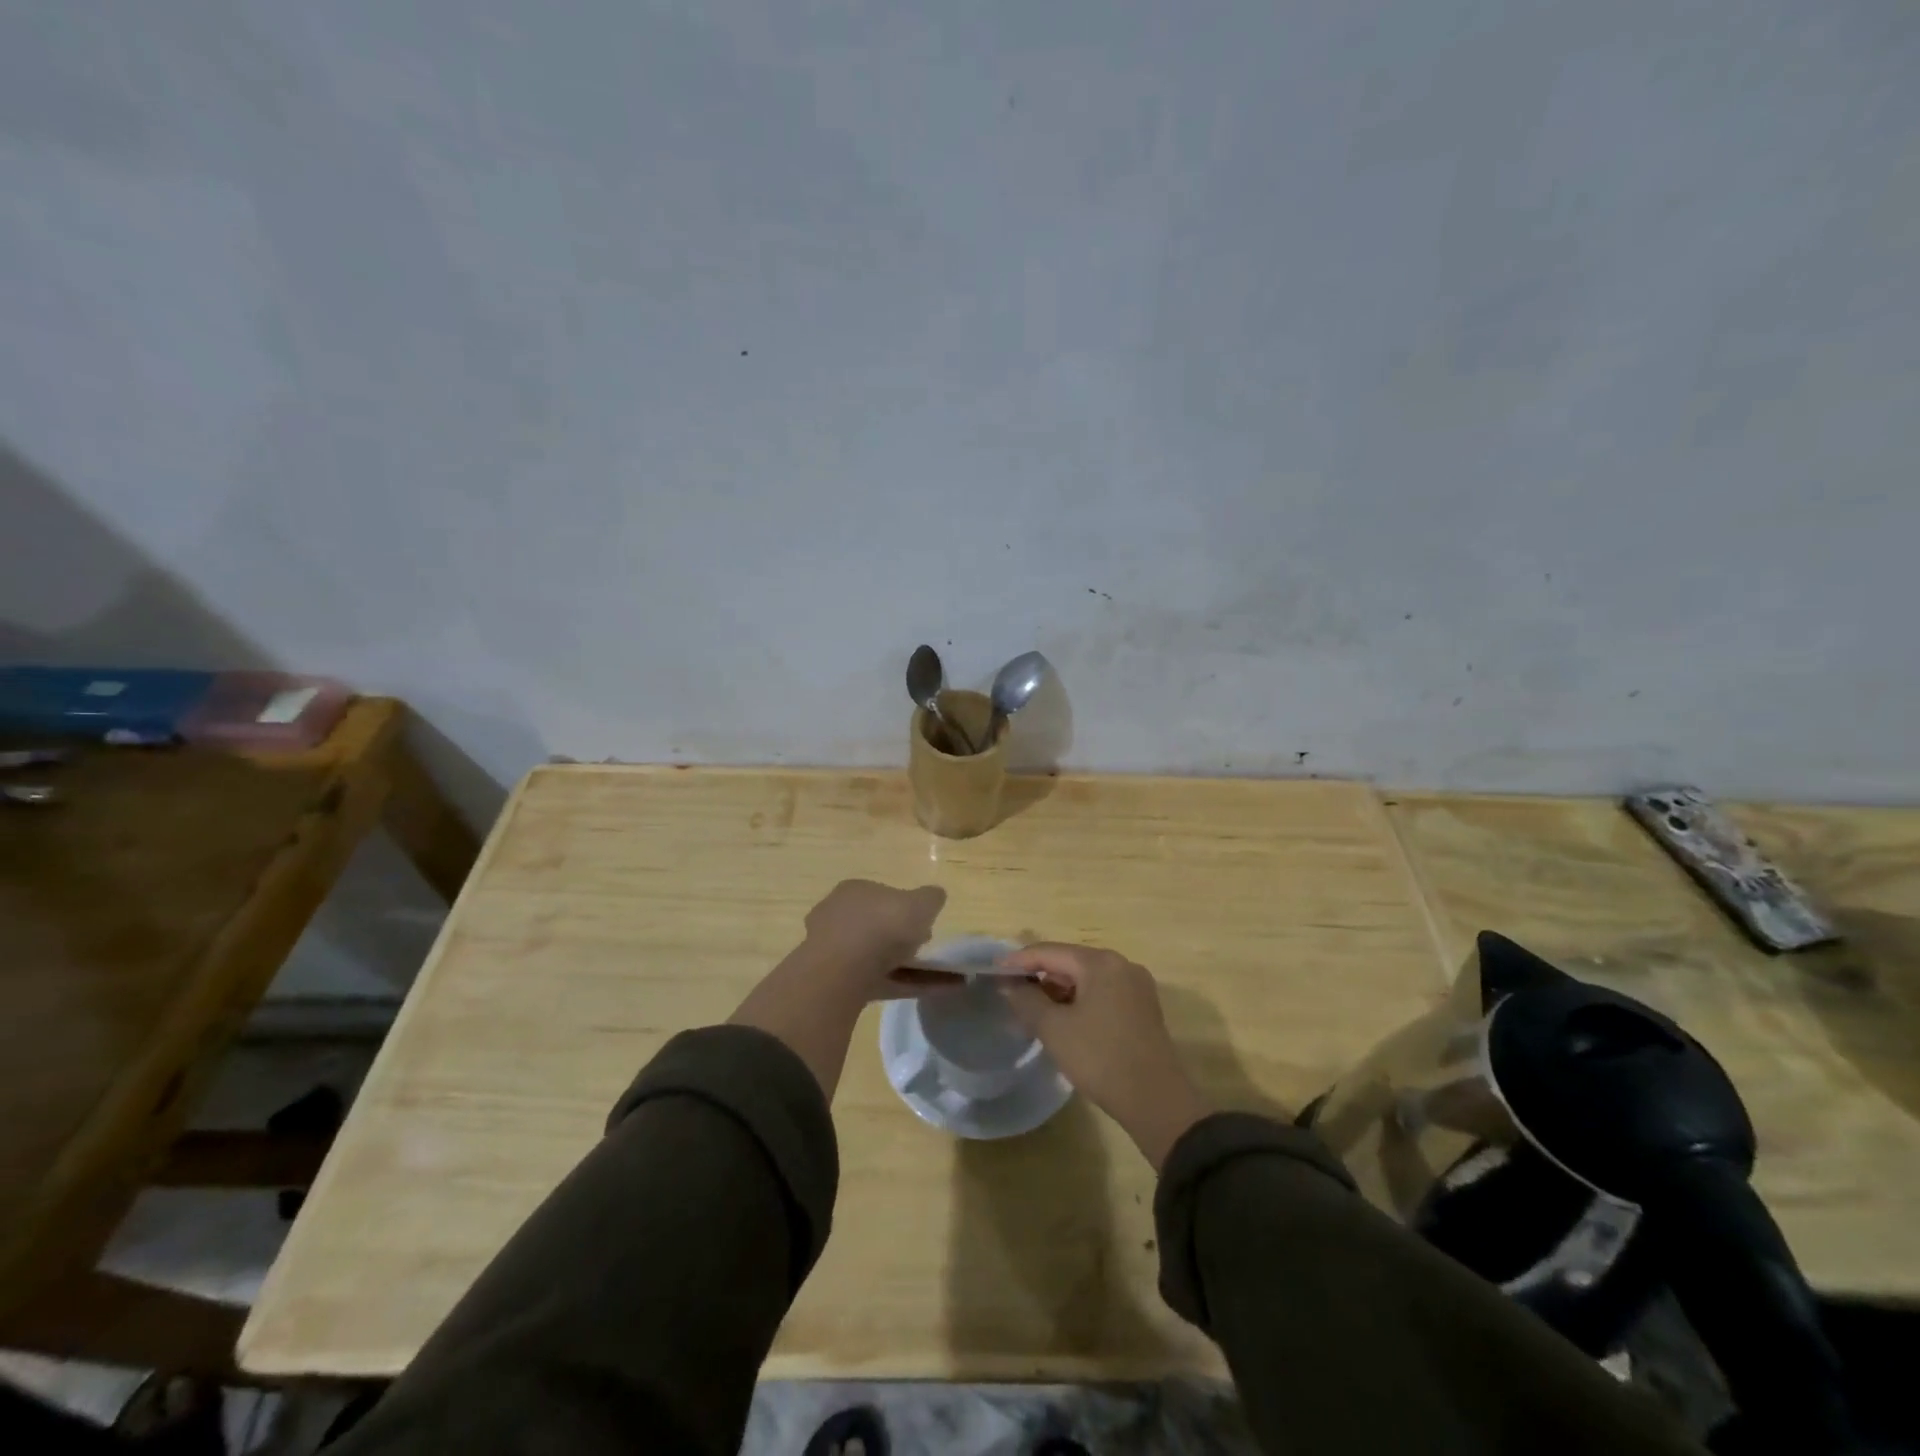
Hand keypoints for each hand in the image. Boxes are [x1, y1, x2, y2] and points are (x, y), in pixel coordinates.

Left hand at [729, 880, 945, 1099]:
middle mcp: (838, 917)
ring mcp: (835, 953)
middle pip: (877, 928)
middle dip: (903, 939)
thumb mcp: (920, 903)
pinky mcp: (839, 984)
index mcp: (854, 891)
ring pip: (878, 957)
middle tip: (927, 948)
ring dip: (909, 966)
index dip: (905, 908)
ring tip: (942, 977)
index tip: (925, 924)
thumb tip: (935, 896)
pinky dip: (907, 985)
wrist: (844, 973)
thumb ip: (930, 898)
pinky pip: (880, 981)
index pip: (882, 896)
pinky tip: (935, 991)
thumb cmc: (882, 926)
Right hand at [1002, 944, 1211, 1169]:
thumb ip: (1026, 1000)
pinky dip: (1080, 1002)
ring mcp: (1136, 986)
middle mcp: (1121, 965)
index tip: (992, 972)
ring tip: (1034, 1012)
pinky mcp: (1142, 1009)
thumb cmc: (1100, 1058)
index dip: (1018, 961)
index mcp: (1100, 962)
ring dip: (1059, 992)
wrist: (1156, 1101)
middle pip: (1070, 962)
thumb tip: (1009, 985)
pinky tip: (1064, 1022)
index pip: (1050, 952)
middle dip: (1040, 977)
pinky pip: (1102, 994)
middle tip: (1012, 995)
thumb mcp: (1054, 1029)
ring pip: (1087, 979)